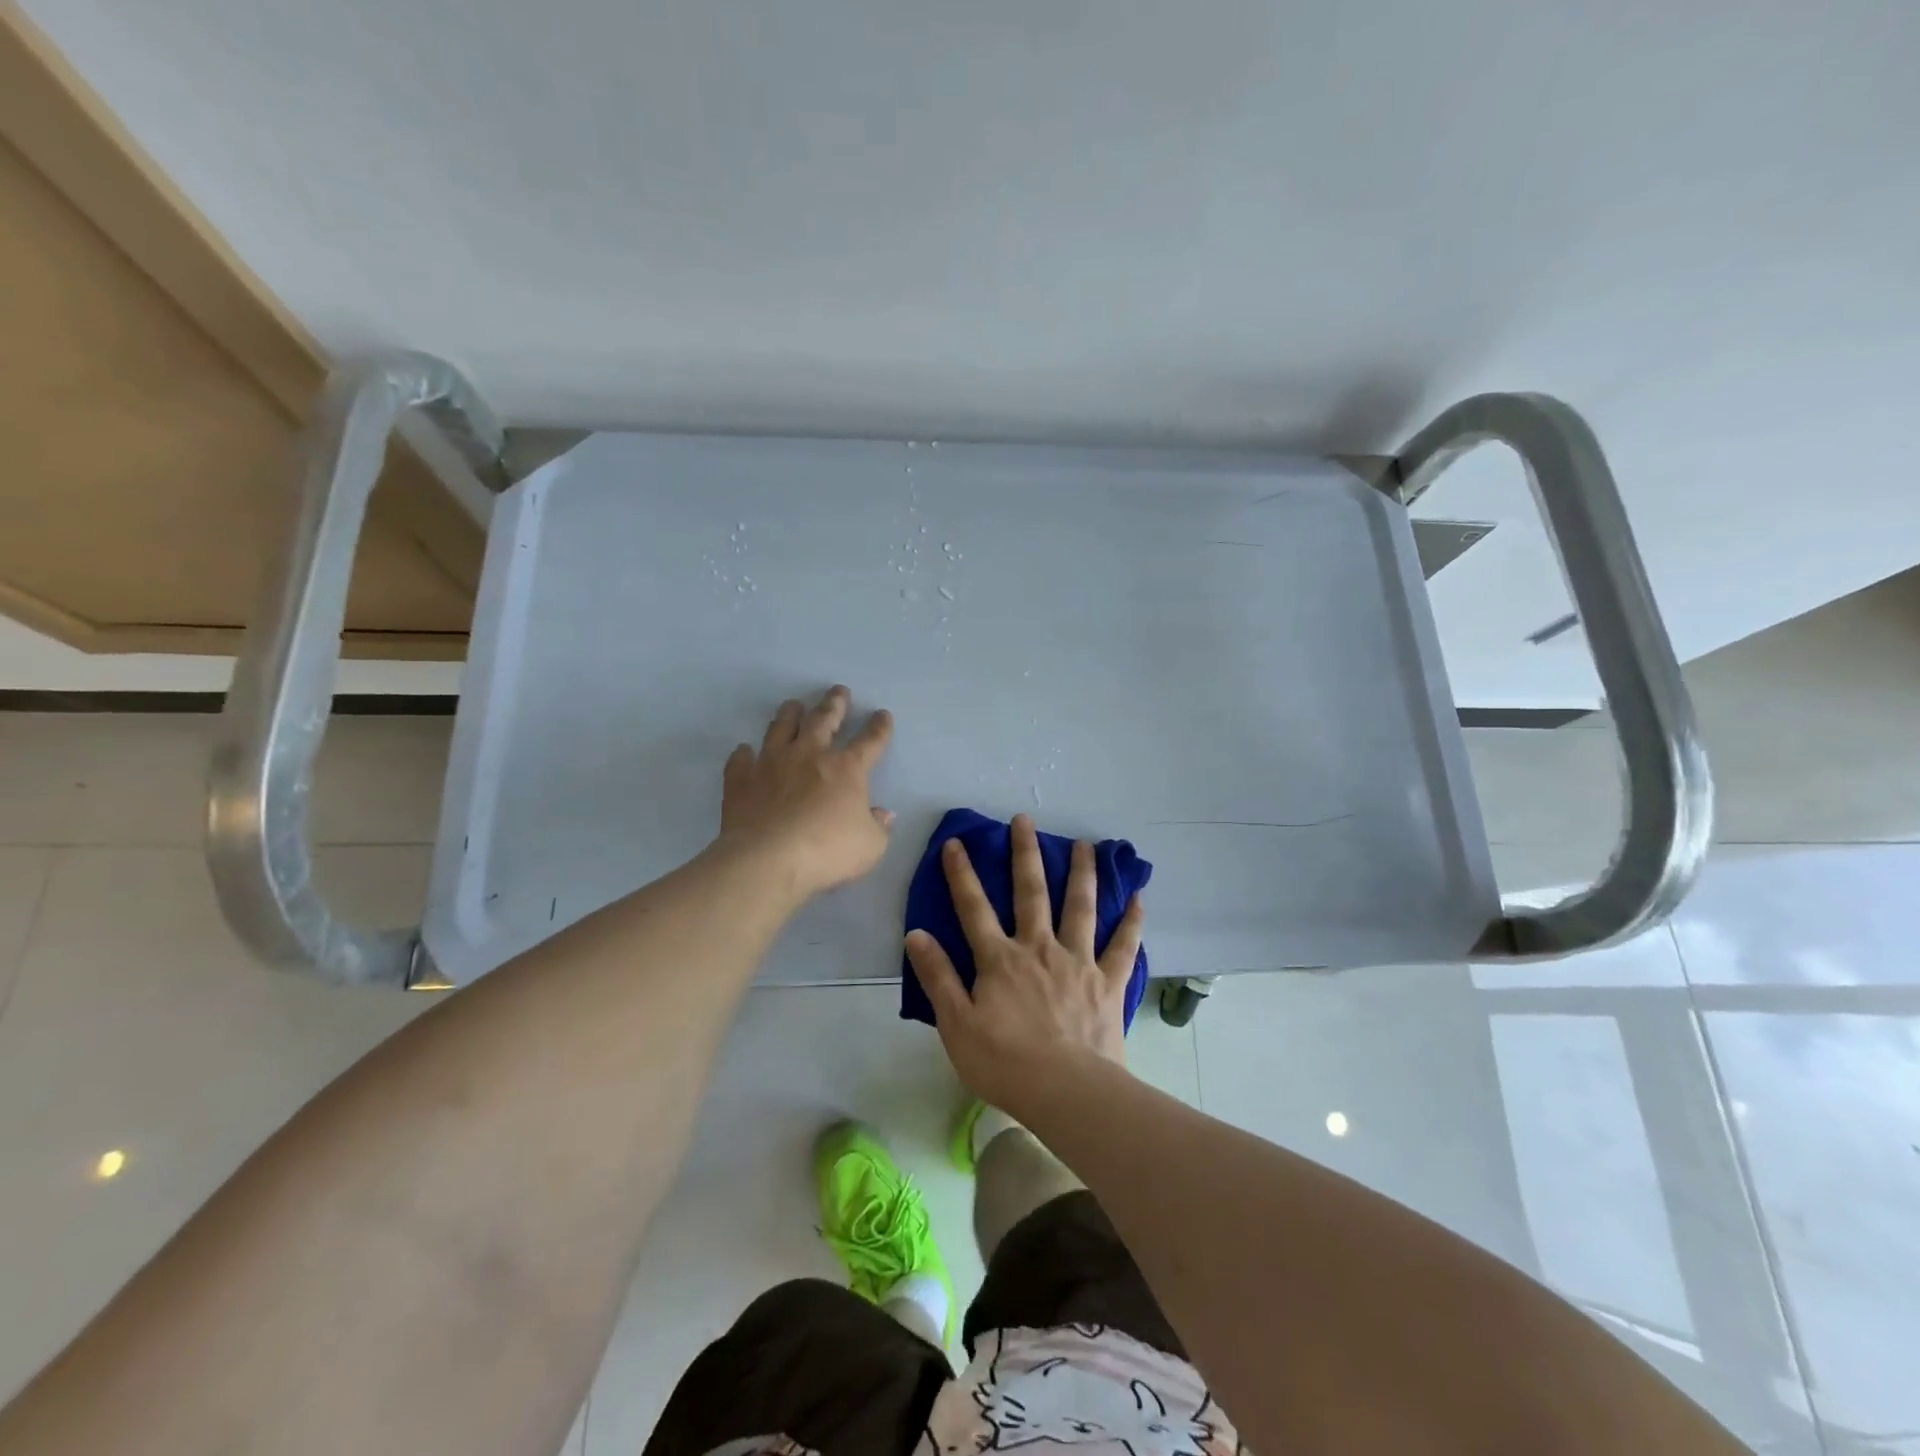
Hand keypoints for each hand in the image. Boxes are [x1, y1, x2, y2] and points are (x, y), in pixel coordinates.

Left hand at [718, 686, 894, 898]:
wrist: (768, 861)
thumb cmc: (828, 852)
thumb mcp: (870, 846)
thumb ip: (878, 827)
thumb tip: (882, 814)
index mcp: (847, 769)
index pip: (870, 741)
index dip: (879, 728)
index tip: (882, 714)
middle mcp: (809, 755)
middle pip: (824, 720)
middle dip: (835, 704)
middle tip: (839, 691)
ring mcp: (772, 763)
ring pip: (781, 728)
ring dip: (790, 714)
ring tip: (794, 705)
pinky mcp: (742, 779)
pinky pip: (741, 759)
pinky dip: (744, 754)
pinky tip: (745, 751)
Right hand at [905, 814, 1144, 1113]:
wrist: (1067, 1092)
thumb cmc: (1005, 1063)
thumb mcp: (956, 1024)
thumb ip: (937, 976)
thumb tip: (916, 933)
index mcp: (1000, 959)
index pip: (973, 908)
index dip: (962, 874)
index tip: (956, 842)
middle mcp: (1039, 948)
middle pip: (1030, 892)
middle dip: (1025, 854)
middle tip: (1026, 819)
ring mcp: (1078, 961)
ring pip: (1080, 907)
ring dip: (1081, 873)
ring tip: (1084, 845)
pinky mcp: (1108, 981)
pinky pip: (1123, 946)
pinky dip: (1131, 922)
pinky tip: (1139, 898)